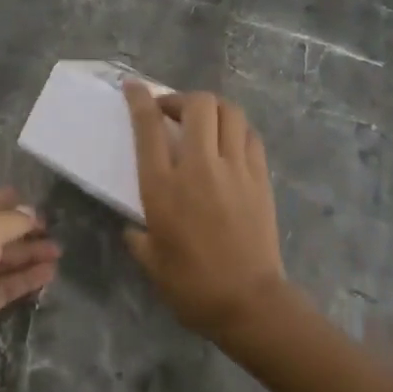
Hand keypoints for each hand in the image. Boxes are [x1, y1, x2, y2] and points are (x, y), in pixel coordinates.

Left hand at [0, 189, 59, 383]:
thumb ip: (12, 219)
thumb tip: (31, 213)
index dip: (8, 200)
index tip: (36, 202)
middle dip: (24, 230)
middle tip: (53, 230)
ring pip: (2, 260)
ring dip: (29, 254)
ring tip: (58, 252)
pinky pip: (5, 285)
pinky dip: (26, 278)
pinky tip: (50, 273)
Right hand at [123, 84, 291, 341]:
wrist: (249, 304)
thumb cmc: (191, 286)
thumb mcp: (150, 261)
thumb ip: (138, 236)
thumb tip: (134, 227)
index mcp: (162, 186)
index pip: (148, 126)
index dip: (139, 99)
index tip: (133, 87)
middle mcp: (199, 167)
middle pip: (196, 105)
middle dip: (180, 98)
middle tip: (171, 112)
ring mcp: (234, 169)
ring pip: (228, 112)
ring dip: (212, 108)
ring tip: (202, 122)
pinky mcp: (260, 178)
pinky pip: (250, 136)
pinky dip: (237, 129)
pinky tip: (229, 143)